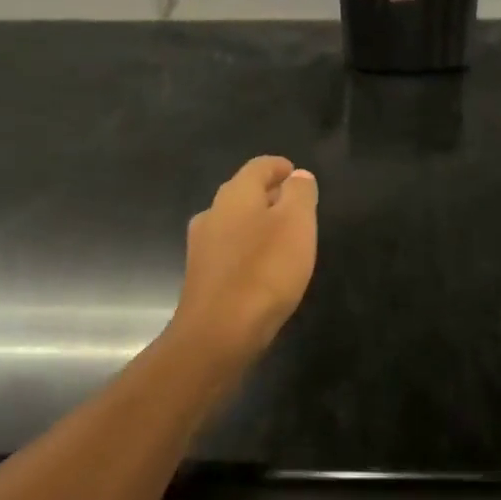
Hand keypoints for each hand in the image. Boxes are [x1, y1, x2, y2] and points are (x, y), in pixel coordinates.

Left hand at [170, 156, 318, 368]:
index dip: (280, 167)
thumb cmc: (265, 271)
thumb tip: (298, 175)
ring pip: (233, 222)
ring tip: (282, 238)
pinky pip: (228, 251)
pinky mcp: (201, 276)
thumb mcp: (297, 224)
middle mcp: (213, 213)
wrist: (219, 333)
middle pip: (243, 192)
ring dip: (257, 223)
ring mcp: (202, 246)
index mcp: (235, 194)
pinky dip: (247, 249)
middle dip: (269, 195)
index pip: (259, 166)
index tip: (296, 174)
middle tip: (296, 206)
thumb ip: (299, 194)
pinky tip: (262, 267)